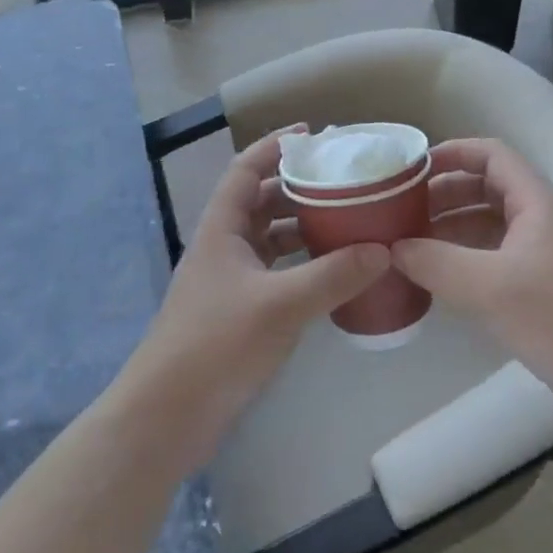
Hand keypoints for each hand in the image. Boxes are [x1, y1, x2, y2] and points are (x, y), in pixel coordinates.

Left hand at [127, 129, 388, 461]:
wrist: (168, 416)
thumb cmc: (217, 344)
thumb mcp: (281, 304)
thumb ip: (333, 275)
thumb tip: (384, 250)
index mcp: (222, 228)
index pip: (245, 169)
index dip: (274, 147)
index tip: (312, 135)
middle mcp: (224, 247)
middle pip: (261, 201)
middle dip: (299, 187)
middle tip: (344, 181)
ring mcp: (230, 282)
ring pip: (270, 240)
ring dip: (303, 227)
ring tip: (348, 221)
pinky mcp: (239, 312)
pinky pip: (276, 273)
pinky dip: (303, 266)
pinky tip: (334, 273)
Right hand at [393, 138, 552, 431]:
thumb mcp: (490, 288)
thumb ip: (436, 263)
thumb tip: (392, 248)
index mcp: (536, 201)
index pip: (491, 155)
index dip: (451, 153)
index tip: (412, 170)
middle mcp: (541, 217)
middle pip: (486, 187)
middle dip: (443, 194)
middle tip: (401, 212)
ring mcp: (544, 252)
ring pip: (489, 223)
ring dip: (451, 227)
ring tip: (410, 243)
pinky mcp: (543, 284)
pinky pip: (495, 254)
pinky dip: (464, 256)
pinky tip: (439, 276)